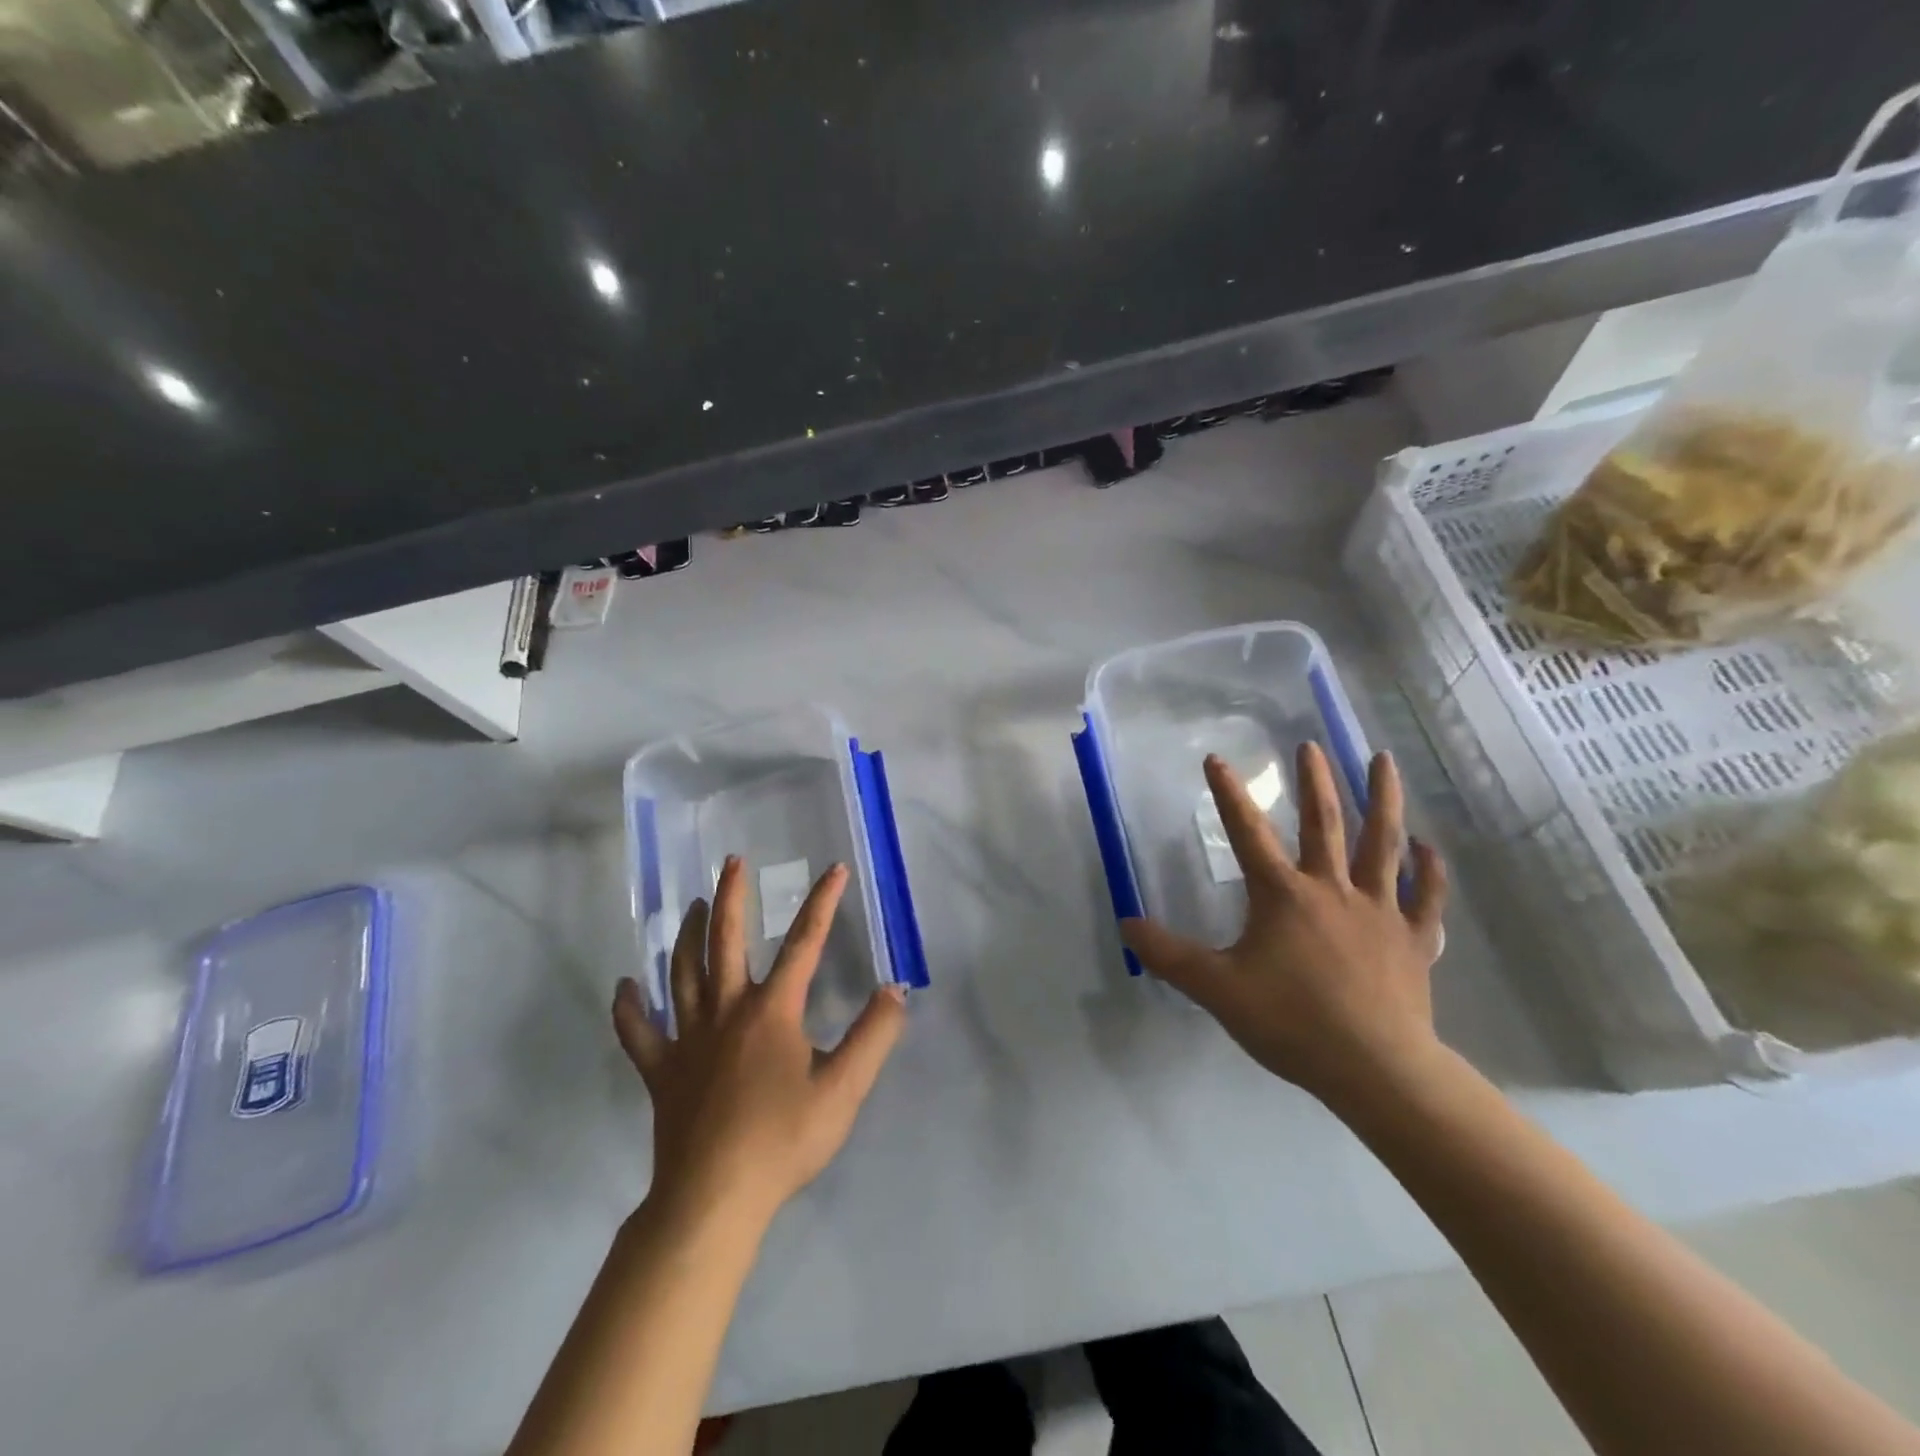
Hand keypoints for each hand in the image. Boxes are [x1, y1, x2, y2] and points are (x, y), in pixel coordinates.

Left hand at [612, 857, 907, 1226]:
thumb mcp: (844, 1090)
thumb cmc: (783, 1141)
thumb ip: (873, 1036)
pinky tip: (625, 987)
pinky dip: (630, 1008)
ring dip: (685, 935)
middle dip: (730, 897)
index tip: (833, 870)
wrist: (714, 1199)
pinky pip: (639, 1032)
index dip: (822, 903)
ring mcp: (688, 1038)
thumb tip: (894, 990)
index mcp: (772, 1011)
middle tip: (731, 862)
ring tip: (690, 907)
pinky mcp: (662, 1070)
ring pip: (682, 973)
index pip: (804, 943)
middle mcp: (727, 1010)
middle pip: (724, 941)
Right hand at [1121, 743, 1447, 1114]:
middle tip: (1310, 745)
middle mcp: (1333, 890)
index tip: (1217, 759)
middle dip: (1315, 781)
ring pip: (1383, 844)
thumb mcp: (1217, 989)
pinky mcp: (1414, 941)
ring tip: (1384, 760)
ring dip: (1383, 799)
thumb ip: (1169, 956)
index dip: (1229, 794)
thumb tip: (1127, 924)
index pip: (1248, 833)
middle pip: (1325, 823)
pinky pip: (1426, 897)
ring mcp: (1380, 912)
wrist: (1375, 1069)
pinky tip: (1428, 848)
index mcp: (1283, 895)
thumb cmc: (1292, 1022)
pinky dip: (1429, 871)